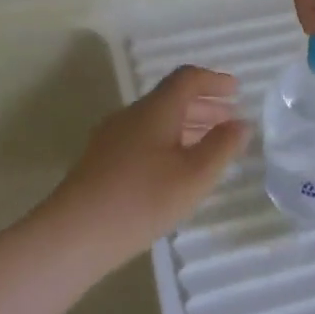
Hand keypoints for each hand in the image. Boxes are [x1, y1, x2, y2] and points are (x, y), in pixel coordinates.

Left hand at [34, 66, 250, 271]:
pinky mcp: (101, 161)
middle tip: (229, 120)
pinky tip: (174, 170)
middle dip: (203, 105)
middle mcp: (131, 115)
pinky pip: (142, 138)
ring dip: (186, 126)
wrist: (73, 235)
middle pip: (171, 98)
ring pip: (156, 120)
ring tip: (208, 146)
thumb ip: (222, 147)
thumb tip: (241, 123)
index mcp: (156, 109)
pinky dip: (167, 142)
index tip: (237, 90)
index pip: (187, 79)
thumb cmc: (141, 199)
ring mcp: (112, 137)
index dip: (214, 81)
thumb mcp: (194, 175)